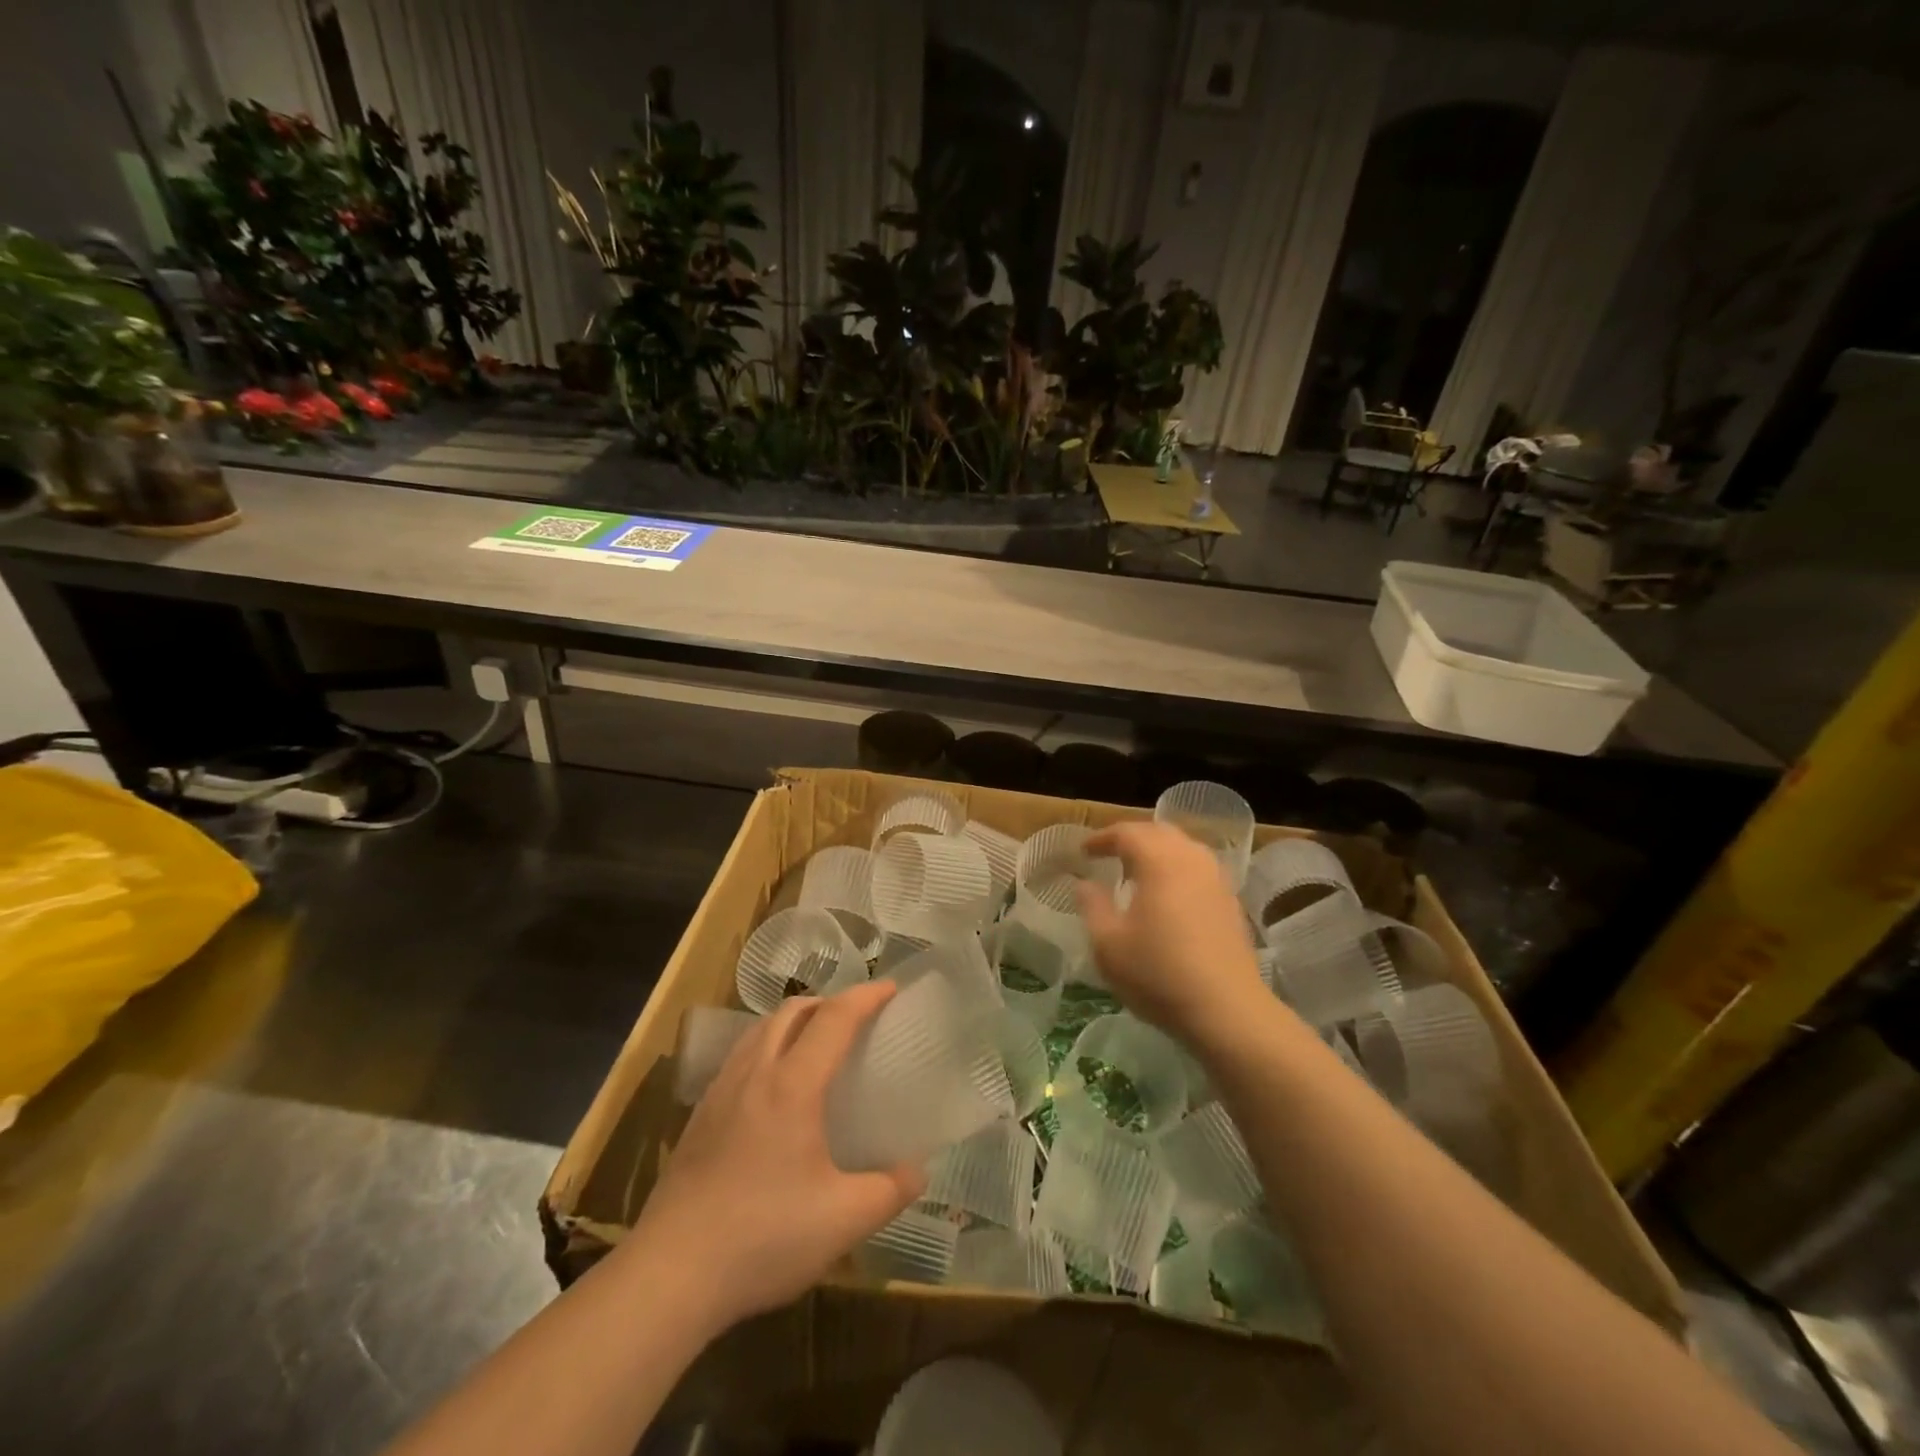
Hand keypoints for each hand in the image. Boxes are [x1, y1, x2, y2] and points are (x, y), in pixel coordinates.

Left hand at [635, 981, 924, 1331]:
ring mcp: (720, 1092)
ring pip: (761, 1029)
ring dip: (796, 1020)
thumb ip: (889, 1191)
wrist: (668, 1275)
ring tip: (818, 1044)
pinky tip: (775, 1088)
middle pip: (793, 1011)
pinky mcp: (699, 1116)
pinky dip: (769, 1046)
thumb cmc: (762, 1238)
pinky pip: (741, 1056)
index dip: (866, 996)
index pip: (835, 1018)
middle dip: (830, 1001)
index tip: (892, 987)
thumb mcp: (842, 1221)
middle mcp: (754, 1073)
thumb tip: (916, 1171)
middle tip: (857, 1018)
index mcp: (792, 1085)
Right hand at [1076, 821, 1270, 1045]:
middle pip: (1159, 832)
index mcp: (1159, 861)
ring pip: (1184, 848)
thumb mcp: (1108, 944)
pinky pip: (1199, 869)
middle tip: (1109, 854)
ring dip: (1157, 852)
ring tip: (1137, 872)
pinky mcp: (1231, 902)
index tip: (1083, 852)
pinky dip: (1178, 870)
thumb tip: (1085, 884)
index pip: (1127, 832)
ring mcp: (1217, 880)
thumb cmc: (1158, 974)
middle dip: (1132, 838)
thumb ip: (1093, 906)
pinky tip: (1168, 896)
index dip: (1102, 838)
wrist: (1227, 1011)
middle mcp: (1191, 859)